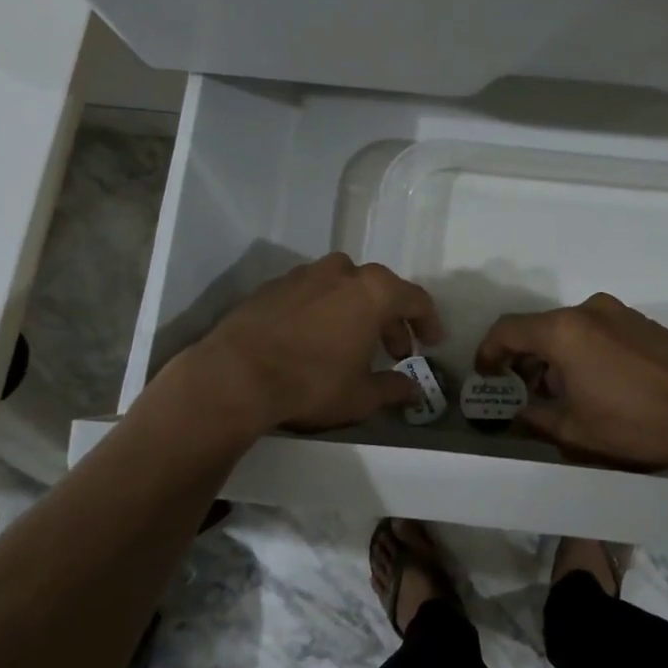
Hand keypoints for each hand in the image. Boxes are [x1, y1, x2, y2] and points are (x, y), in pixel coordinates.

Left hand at [192, 254, 441, 431]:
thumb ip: (393, 388)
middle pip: (380, 290)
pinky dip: (323, 310)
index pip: (416, 299)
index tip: (432, 343)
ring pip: (344, 286)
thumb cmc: (312, 382)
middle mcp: (342, 272)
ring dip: (356, 310)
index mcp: (374, 291)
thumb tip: (414, 391)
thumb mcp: (361, 396)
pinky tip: (314, 338)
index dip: (428, 323)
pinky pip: (312, 292)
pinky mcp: (274, 285)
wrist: (235, 375)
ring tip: (353, 342)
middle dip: (392, 320)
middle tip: (395, 351)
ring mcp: (305, 274)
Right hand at [474, 293, 667, 469]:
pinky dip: (585, 350)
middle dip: (526, 358)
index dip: (489, 351)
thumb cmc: (633, 423)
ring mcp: (620, 313)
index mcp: (564, 330)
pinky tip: (597, 383)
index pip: (509, 329)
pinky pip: (599, 330)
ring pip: (572, 329)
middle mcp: (589, 310)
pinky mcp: (643, 323)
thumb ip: (538, 417)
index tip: (486, 374)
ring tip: (562, 392)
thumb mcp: (575, 430)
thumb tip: (523, 411)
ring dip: (557, 355)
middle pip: (541, 328)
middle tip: (523, 391)